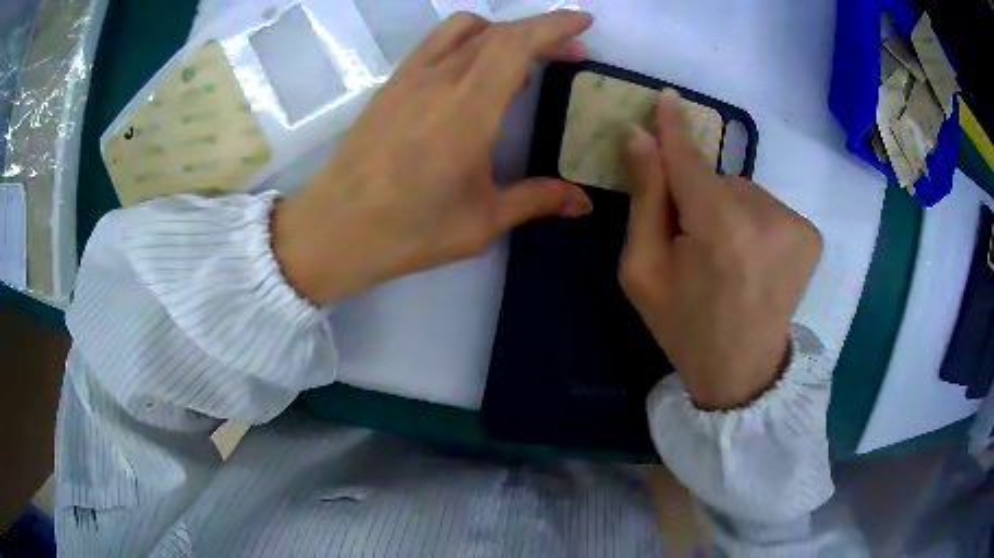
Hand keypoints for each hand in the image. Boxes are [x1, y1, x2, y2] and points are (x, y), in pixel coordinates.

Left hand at [272, 11, 593, 304]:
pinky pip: (436, 43)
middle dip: (541, 31)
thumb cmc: (408, 229)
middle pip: (498, 32)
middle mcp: (439, 80)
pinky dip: (468, 41)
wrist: (335, 228)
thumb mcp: (481, 221)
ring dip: (502, 31)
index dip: (553, 25)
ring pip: (463, 29)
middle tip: (569, 51)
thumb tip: (583, 201)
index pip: (516, 45)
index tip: (583, 22)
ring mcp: (410, 78)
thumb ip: (536, 199)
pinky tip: (475, 71)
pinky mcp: (392, 85)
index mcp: (467, 110)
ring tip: (521, 59)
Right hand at [620, 90, 822, 409]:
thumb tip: (641, 138)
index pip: (690, 161)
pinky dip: (754, 221)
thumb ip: (645, 200)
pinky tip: (753, 258)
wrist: (741, 370)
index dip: (674, 129)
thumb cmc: (684, 323)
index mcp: (718, 231)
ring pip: (743, 191)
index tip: (667, 97)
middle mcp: (765, 218)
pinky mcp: (810, 235)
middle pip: (716, 180)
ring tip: (727, 257)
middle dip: (700, 198)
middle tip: (695, 244)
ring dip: (729, 210)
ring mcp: (795, 226)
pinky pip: (767, 206)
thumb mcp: (642, 270)